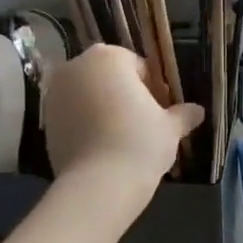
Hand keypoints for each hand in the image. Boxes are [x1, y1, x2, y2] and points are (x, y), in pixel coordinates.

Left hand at [42, 45, 201, 196]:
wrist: (98, 185)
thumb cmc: (140, 143)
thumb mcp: (170, 128)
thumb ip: (183, 114)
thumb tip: (198, 111)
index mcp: (108, 57)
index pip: (138, 66)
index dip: (154, 89)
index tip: (163, 111)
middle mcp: (76, 67)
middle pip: (109, 77)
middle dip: (126, 95)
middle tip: (144, 123)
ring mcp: (55, 93)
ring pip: (89, 95)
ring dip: (104, 108)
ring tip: (123, 137)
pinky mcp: (44, 121)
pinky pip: (73, 115)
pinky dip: (86, 124)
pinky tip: (102, 147)